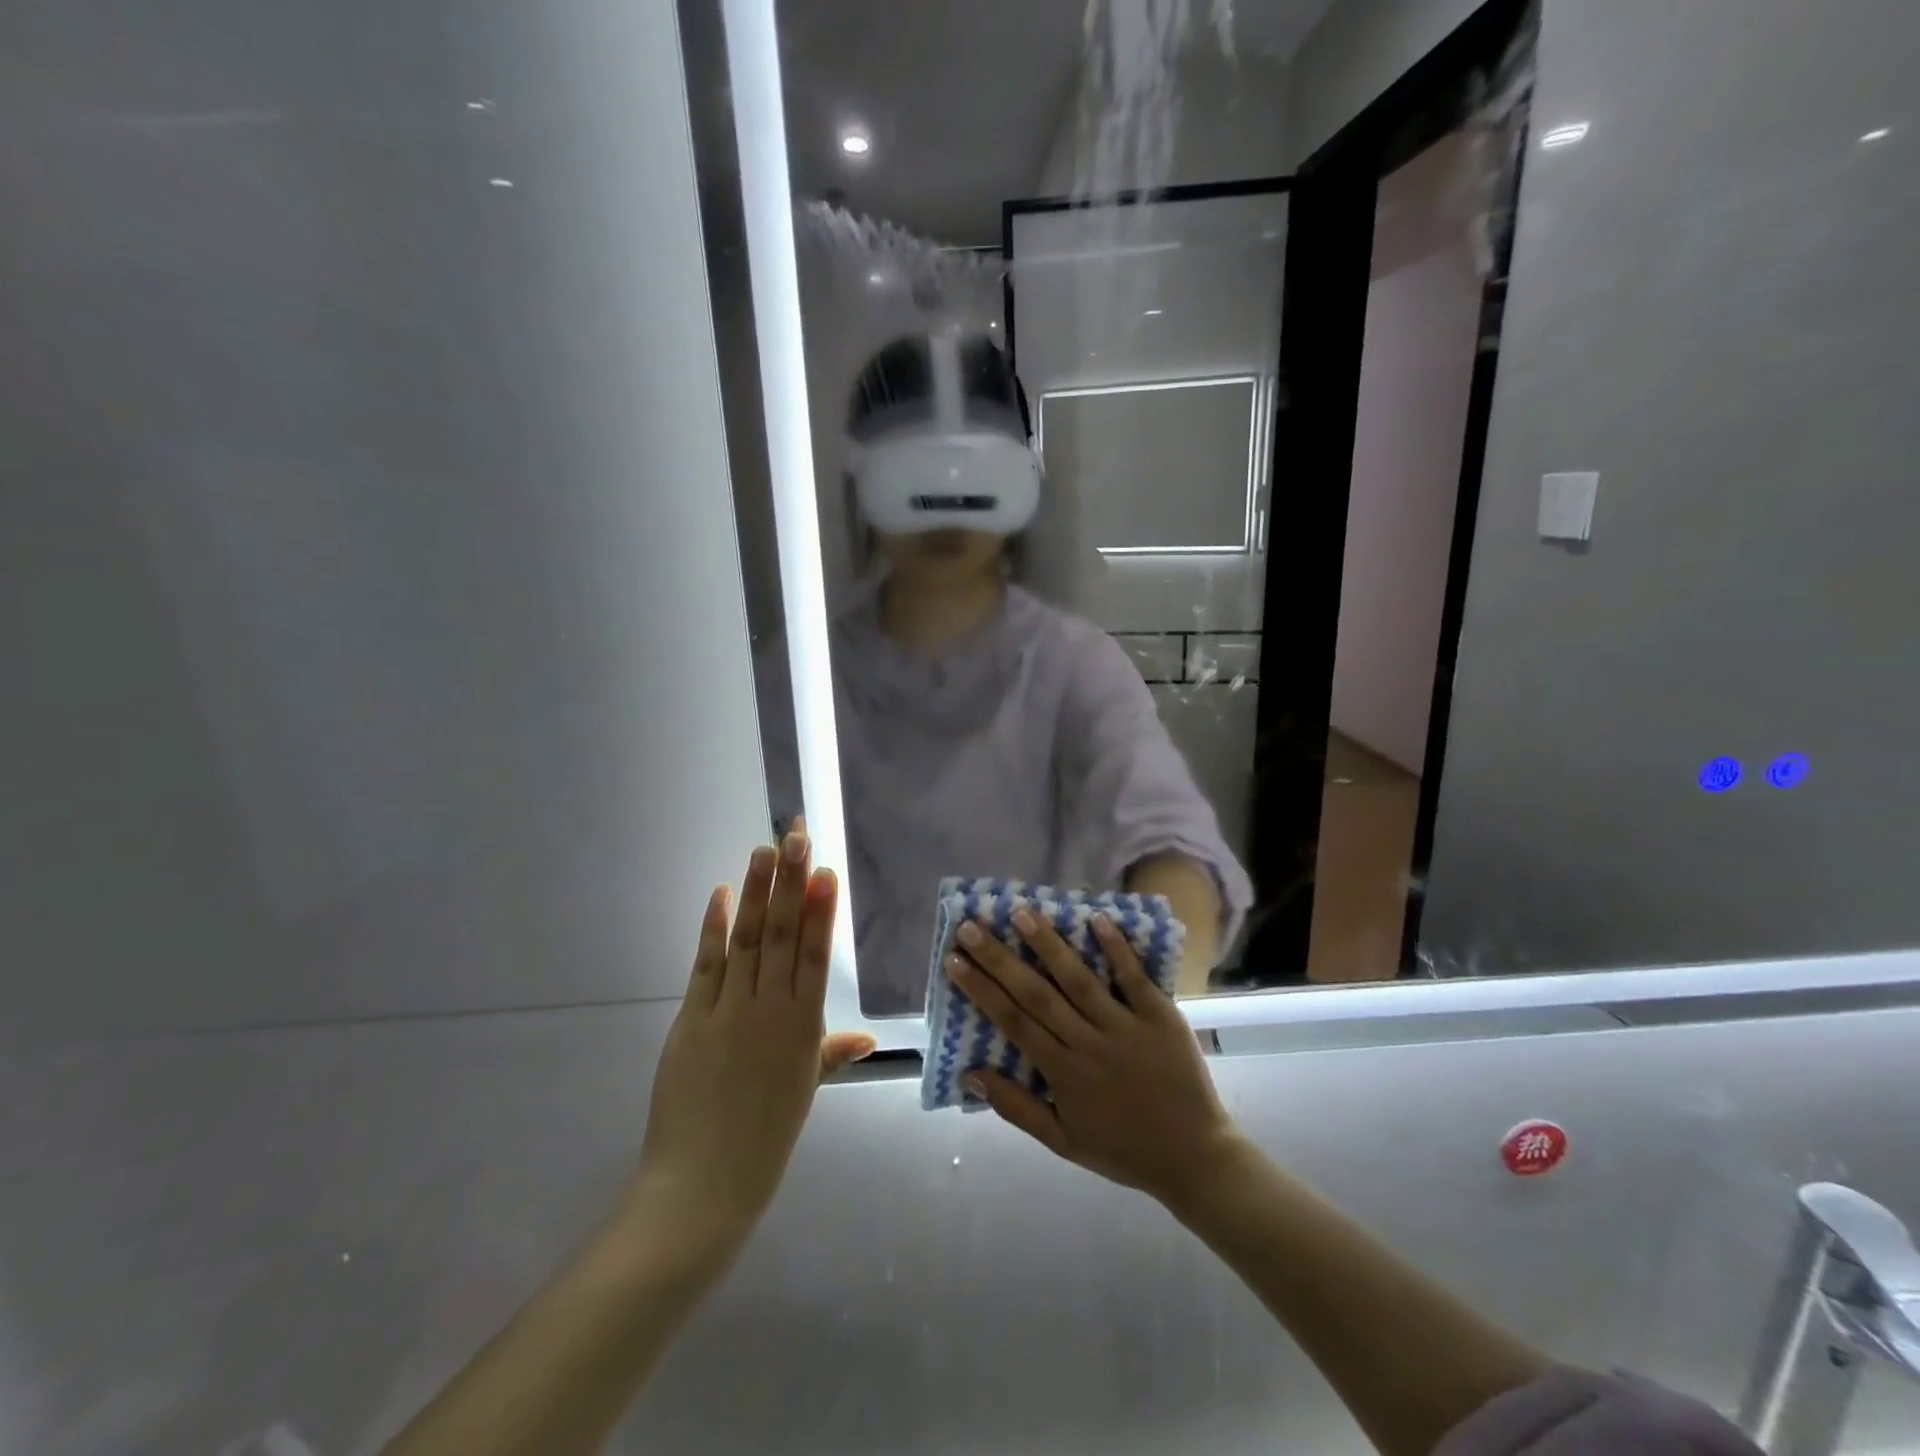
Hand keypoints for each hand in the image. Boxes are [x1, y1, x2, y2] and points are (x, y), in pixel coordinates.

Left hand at [623, 833, 874, 1267]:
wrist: (704, 1185)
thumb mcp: (805, 1091)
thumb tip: (868, 1037)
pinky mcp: (693, 1018)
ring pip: (750, 940)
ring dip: (758, 892)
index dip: (822, 910)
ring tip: (765, 850)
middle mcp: (771, 1010)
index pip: (817, 956)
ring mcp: (730, 1012)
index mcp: (804, 1028)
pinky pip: (707, 964)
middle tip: (796, 837)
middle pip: (785, 935)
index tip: (826, 871)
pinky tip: (723, 894)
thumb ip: (831, 1053)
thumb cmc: (763, 1138)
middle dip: (792, 883)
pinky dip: (715, 926)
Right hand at [949, 912, 1243, 1208]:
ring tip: (1021, 912)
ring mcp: (1125, 1026)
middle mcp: (1087, 1043)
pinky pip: (1133, 978)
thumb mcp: (1063, 1142)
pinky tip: (1095, 918)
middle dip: (1000, 958)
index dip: (981, 990)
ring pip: (1079, 979)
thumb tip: (970, 1074)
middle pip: (1036, 994)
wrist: (1195, 1157)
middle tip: (972, 927)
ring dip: (1048, 945)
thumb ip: (1016, 1108)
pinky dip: (1116, 949)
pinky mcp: (1160, 1016)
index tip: (955, 960)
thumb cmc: (1123, 1149)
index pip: (1013, 1022)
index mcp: (1062, 1072)